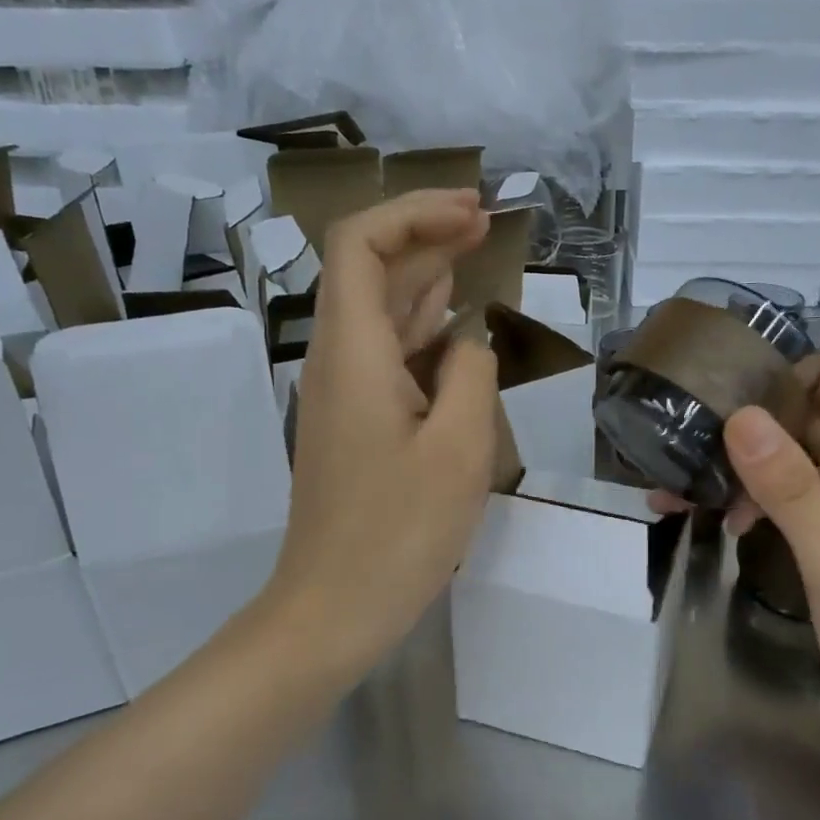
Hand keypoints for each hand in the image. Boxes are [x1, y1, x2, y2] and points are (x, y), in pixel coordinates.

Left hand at [259, 188, 497, 678]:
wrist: (334, 608)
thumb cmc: (399, 533)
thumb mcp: (459, 449)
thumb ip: (469, 375)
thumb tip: (466, 345)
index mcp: (355, 354)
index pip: (359, 245)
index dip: (411, 213)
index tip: (470, 212)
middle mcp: (339, 361)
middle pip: (369, 270)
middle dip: (424, 234)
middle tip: (485, 223)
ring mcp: (344, 394)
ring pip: (379, 310)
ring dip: (424, 275)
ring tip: (476, 254)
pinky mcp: (356, 423)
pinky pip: (387, 353)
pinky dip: (421, 325)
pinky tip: (453, 324)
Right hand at [679, 358, 819, 737]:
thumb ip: (791, 489)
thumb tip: (740, 417)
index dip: (819, 369)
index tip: (756, 385)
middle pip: (818, 418)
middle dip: (760, 417)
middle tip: (697, 429)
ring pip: (795, 463)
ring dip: (746, 465)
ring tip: (688, 484)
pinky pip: (788, 504)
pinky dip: (754, 502)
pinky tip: (724, 526)